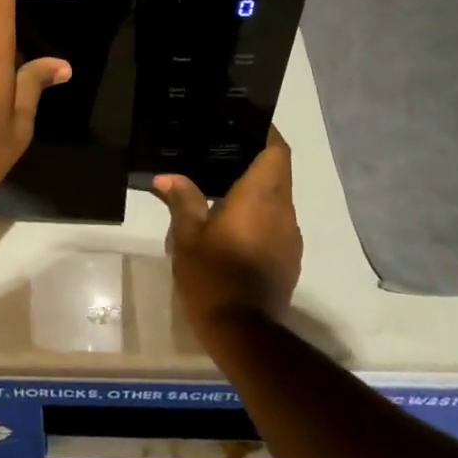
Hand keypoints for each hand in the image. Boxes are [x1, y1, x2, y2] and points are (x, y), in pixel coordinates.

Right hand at [152, 128, 301, 336]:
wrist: (244, 333)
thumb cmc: (213, 276)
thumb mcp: (187, 236)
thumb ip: (182, 200)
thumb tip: (167, 178)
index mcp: (260, 197)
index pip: (277, 151)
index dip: (267, 133)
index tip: (246, 124)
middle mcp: (283, 212)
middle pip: (279, 173)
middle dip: (257, 160)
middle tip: (223, 153)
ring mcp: (290, 238)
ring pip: (279, 200)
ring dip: (259, 191)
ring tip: (225, 187)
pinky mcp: (289, 260)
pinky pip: (278, 224)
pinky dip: (261, 216)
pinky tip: (235, 224)